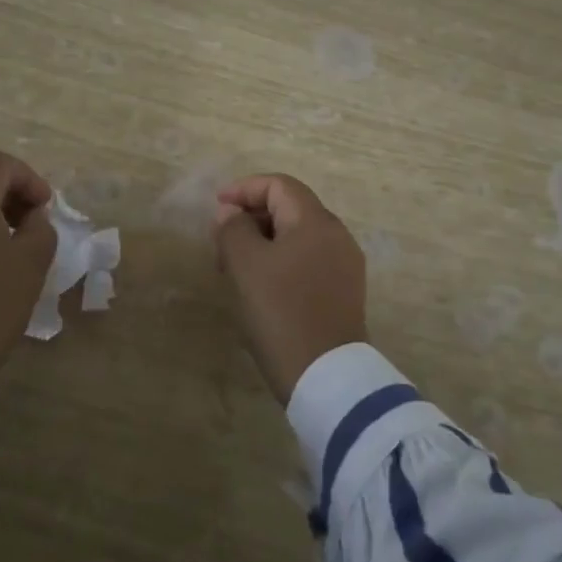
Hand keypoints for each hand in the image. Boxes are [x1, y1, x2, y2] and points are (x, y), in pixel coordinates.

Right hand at [213, 174, 368, 404]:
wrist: (327, 376)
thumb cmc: (281, 312)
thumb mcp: (246, 266)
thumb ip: (233, 229)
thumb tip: (230, 213)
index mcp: (316, 222)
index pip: (279, 185)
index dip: (244, 189)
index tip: (216, 208)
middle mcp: (337, 236)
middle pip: (290, 208)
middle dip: (251, 217)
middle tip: (221, 241)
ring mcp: (345, 265)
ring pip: (297, 236)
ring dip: (263, 241)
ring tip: (234, 267)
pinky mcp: (344, 292)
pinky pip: (308, 260)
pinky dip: (280, 261)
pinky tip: (261, 286)